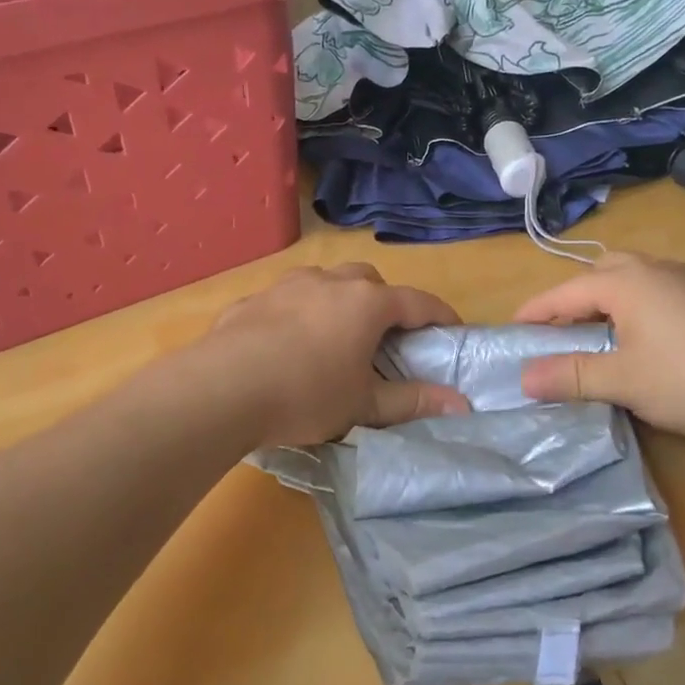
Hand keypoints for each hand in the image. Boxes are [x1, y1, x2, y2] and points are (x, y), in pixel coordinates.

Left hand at [200, 264, 469, 447]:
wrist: (223, 388)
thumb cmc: (307, 394)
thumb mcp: (363, 405)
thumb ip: (411, 401)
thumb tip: (461, 404)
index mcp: (366, 304)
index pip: (417, 302)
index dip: (439, 315)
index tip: (452, 329)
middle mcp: (329, 283)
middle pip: (368, 279)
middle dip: (383, 300)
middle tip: (384, 334)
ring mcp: (286, 287)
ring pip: (324, 281)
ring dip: (337, 299)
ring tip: (333, 334)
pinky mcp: (251, 301)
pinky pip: (284, 300)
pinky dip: (296, 313)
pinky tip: (284, 344)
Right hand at [513, 251, 684, 439]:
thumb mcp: (624, 381)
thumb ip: (572, 375)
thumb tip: (523, 377)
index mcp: (625, 282)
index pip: (565, 291)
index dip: (536, 311)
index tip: (513, 329)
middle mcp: (654, 270)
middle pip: (601, 274)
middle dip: (575, 299)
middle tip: (562, 332)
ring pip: (634, 281)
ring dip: (609, 303)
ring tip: (602, 338)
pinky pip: (660, 294)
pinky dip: (639, 310)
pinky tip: (650, 343)